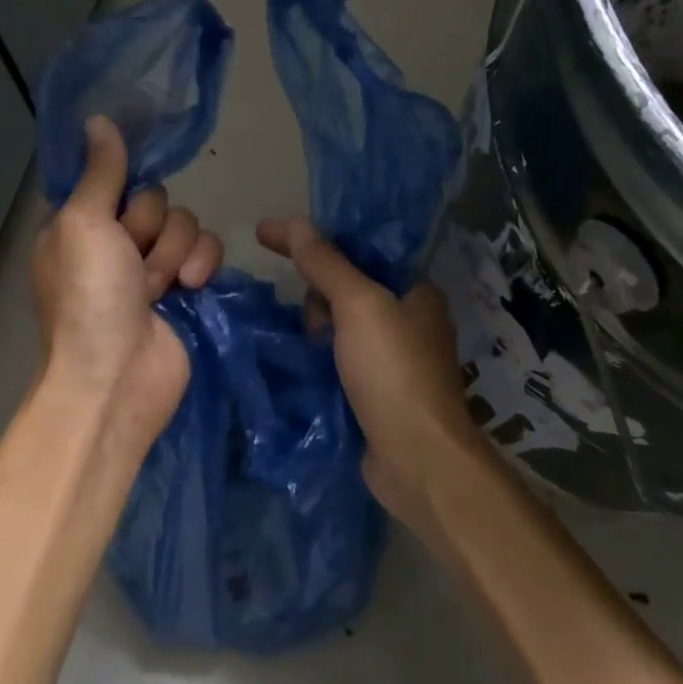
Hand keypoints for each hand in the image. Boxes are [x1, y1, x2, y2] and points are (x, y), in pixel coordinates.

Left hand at [33, 117, 223, 454]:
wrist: (119, 377)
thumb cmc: (89, 298)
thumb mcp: (83, 224)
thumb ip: (101, 172)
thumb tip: (98, 119)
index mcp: (80, 224)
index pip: (112, 176)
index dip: (126, 174)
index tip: (144, 160)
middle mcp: (115, 241)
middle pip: (156, 198)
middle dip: (151, 227)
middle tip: (133, 257)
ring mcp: (152, 266)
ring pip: (185, 222)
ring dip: (175, 252)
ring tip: (159, 287)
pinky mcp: (188, 286)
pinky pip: (208, 250)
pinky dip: (201, 266)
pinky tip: (189, 290)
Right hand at [256, 217, 481, 529]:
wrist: (417, 460)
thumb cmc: (393, 372)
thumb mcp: (358, 306)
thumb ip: (327, 263)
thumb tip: (295, 223)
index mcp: (415, 289)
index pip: (358, 248)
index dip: (314, 240)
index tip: (265, 235)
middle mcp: (408, 318)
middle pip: (345, 286)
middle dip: (318, 296)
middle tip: (315, 323)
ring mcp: (393, 358)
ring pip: (338, 324)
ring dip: (315, 330)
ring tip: (310, 349)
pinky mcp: (376, 390)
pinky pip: (337, 356)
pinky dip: (318, 356)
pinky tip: (300, 363)